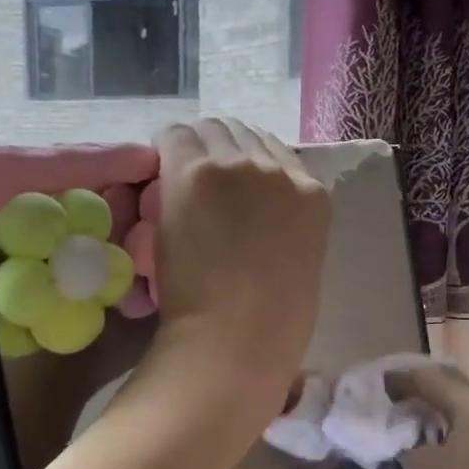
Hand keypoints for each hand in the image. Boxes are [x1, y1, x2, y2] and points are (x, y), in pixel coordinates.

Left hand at [150, 119, 330, 407]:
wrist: (237, 339)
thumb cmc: (273, 324)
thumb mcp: (299, 262)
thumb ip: (284, 225)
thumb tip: (254, 215)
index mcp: (312, 195)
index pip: (273, 152)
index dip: (244, 164)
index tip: (225, 186)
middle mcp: (280, 169)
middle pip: (241, 133)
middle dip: (217, 151)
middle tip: (196, 183)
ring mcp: (238, 167)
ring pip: (208, 129)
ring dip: (191, 150)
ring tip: (175, 182)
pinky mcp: (196, 172)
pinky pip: (174, 138)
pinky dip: (163, 154)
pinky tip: (156, 180)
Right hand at [387, 358, 468, 468]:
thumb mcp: (419, 466)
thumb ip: (400, 437)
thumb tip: (391, 426)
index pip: (428, 378)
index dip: (397, 379)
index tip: (370, 385)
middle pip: (446, 383)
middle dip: (415, 384)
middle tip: (386, 391)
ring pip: (455, 402)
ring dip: (427, 402)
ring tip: (397, 409)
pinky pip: (459, 421)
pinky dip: (438, 419)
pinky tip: (419, 432)